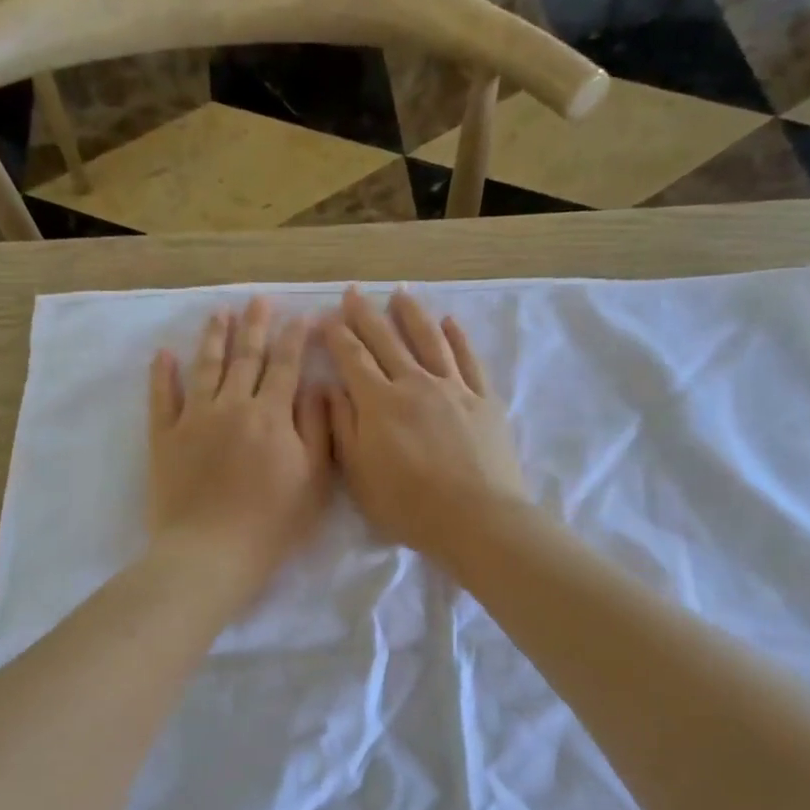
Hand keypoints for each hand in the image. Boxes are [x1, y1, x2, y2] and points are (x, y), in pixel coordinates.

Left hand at [149, 298, 334, 612]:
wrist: (211, 552)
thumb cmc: (273, 522)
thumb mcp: (314, 478)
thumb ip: (318, 428)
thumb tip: (317, 387)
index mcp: (271, 414)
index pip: (285, 366)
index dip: (295, 338)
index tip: (302, 316)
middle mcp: (232, 405)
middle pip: (245, 357)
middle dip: (255, 326)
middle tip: (259, 300)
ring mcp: (194, 419)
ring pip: (205, 368)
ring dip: (213, 338)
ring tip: (220, 314)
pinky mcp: (164, 438)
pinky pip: (162, 398)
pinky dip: (162, 374)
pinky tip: (164, 354)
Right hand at [322, 287, 526, 564]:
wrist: (476, 518)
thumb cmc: (408, 504)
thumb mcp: (358, 474)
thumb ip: (343, 426)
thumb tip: (331, 387)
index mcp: (379, 402)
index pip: (352, 358)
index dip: (337, 335)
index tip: (326, 317)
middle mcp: (415, 383)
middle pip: (387, 340)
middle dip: (366, 314)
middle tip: (354, 292)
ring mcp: (453, 388)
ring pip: (429, 339)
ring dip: (412, 314)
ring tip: (401, 293)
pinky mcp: (484, 400)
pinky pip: (469, 359)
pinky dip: (458, 337)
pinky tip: (450, 322)